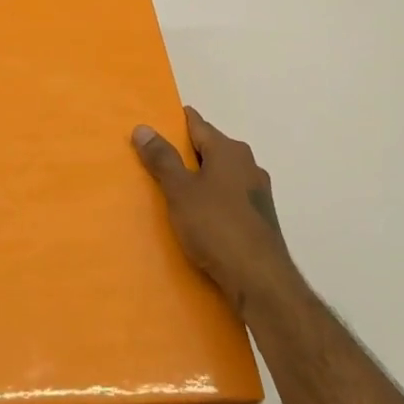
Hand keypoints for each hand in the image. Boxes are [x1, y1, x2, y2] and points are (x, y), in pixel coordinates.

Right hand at [133, 107, 297, 317]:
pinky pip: (229, 198)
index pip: (197, 124)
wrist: (260, 281)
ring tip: (172, 192)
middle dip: (184, 153)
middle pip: (210, 149)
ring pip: (221, 175)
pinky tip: (198, 217)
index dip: (174, 123)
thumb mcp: (180, 191)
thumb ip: (162, 158)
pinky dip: (212, 200)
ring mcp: (258, 192)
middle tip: (154, 161)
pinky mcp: (260, 218)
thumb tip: (143, 127)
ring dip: (199, 179)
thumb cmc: (216, 227)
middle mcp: (248, 164)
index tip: (153, 126)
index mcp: (229, 150)